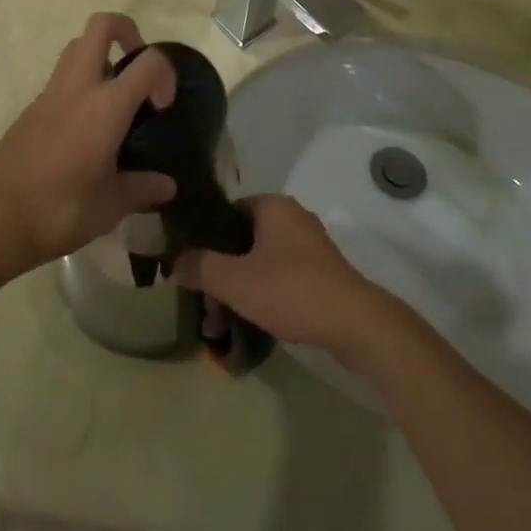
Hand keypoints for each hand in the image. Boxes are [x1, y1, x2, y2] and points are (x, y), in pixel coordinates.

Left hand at [0, 14, 177, 279]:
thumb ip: (141, 189)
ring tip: (113, 101)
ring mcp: (49, 95)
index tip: (162, 107)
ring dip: (100, 58)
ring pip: (77, 48)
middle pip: (101, 26)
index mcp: (106, 105)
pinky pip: (60, 80)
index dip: (165, 74)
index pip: (149, 61)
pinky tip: (84, 132)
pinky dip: (79, 87)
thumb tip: (167, 186)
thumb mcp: (109, 206)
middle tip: (137, 71)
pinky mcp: (29, 110)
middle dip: (126, 33)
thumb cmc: (59, 210)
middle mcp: (77, 87)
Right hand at [174, 196, 389, 358]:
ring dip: (240, 289)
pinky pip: (282, 277)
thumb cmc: (291, 290)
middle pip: (243, 241)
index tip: (192, 269)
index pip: (227, 211)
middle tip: (206, 307)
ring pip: (261, 262)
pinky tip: (253, 323)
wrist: (354, 323)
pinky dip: (264, 296)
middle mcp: (292, 217)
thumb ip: (201, 267)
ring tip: (223, 325)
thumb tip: (175, 261)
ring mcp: (310, 246)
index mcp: (273, 206)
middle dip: (222, 274)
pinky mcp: (322, 273)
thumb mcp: (235, 281)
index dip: (206, 239)